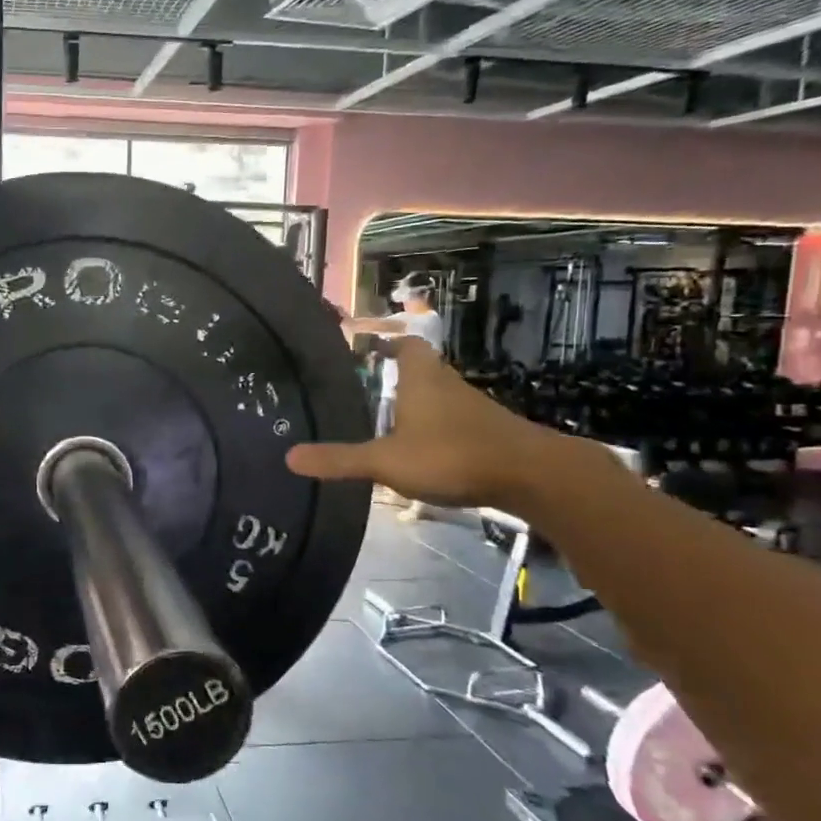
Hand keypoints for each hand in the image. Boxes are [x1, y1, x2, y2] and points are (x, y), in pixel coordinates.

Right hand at [287, 338, 565, 510]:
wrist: (531, 475)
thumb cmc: (451, 455)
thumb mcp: (386, 461)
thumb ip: (340, 459)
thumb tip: (289, 458)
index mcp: (422, 379)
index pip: (405, 346)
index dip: (386, 344)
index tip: (366, 349)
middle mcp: (447, 385)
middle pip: (421, 369)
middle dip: (397, 376)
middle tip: (366, 388)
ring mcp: (472, 409)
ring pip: (438, 396)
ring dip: (417, 403)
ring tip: (387, 420)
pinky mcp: (488, 432)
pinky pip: (453, 420)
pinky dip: (435, 427)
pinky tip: (423, 450)